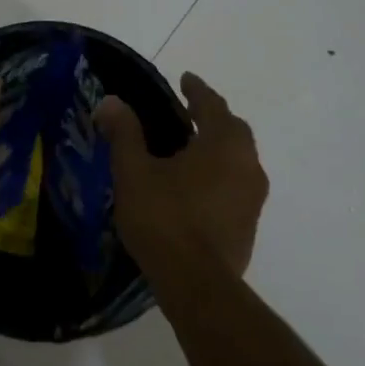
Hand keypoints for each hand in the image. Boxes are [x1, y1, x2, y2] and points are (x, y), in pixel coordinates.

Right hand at [94, 72, 267, 280]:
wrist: (198, 286)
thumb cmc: (165, 218)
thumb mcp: (134, 171)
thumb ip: (124, 133)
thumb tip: (110, 101)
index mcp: (223, 143)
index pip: (212, 104)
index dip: (196, 90)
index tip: (185, 79)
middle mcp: (247, 164)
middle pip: (233, 130)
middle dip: (212, 117)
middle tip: (188, 112)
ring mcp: (253, 198)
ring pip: (239, 159)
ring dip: (218, 147)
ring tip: (191, 149)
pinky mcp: (250, 225)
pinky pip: (237, 185)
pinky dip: (220, 174)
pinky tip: (198, 187)